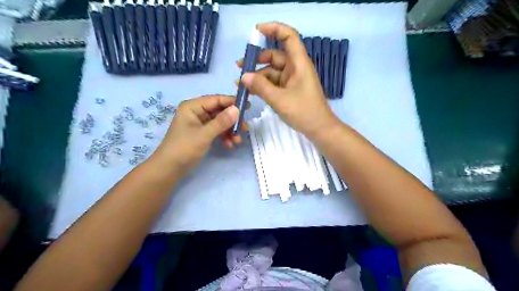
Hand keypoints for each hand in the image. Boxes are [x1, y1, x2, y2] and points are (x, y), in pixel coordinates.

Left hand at [152, 96, 245, 172]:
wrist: (170, 168)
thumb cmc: (184, 148)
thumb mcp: (204, 134)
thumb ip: (221, 122)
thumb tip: (237, 109)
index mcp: (193, 107)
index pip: (216, 100)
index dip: (232, 102)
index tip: (247, 106)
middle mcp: (197, 112)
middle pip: (219, 111)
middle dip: (232, 120)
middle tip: (246, 127)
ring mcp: (200, 123)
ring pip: (220, 122)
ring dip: (230, 130)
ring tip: (238, 140)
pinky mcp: (202, 133)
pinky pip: (217, 131)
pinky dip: (224, 136)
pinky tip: (230, 145)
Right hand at [237, 23, 340, 140]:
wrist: (319, 129)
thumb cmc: (303, 112)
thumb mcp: (279, 99)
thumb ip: (261, 87)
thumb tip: (244, 76)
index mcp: (299, 63)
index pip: (289, 36)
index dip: (274, 29)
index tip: (256, 31)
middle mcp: (296, 68)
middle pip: (275, 56)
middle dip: (257, 59)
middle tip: (240, 67)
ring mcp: (293, 80)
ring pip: (272, 71)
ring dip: (257, 76)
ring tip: (241, 84)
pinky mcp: (290, 90)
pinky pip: (274, 83)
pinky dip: (263, 86)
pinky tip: (251, 91)